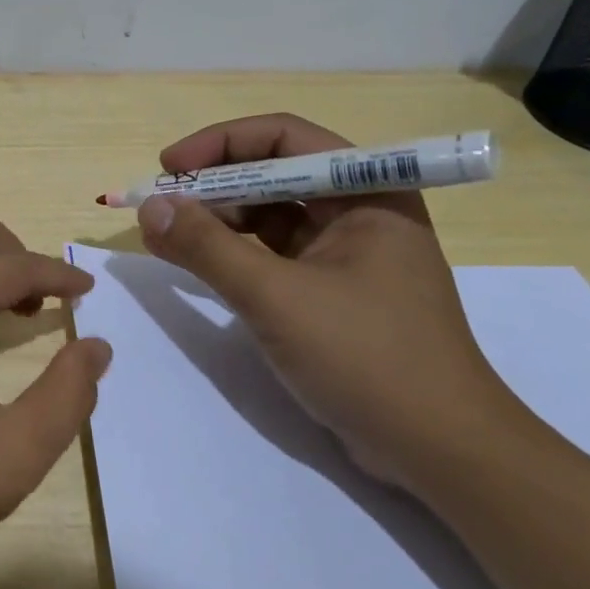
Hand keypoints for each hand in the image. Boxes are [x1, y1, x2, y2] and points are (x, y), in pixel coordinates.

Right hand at [136, 114, 522, 491]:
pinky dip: (233, 255)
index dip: (220, 144)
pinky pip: (273, 255)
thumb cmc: (367, 358)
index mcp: (367, 192)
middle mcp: (360, 211)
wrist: (439, 450)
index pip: (285, 138)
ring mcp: (347, 254)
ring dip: (218, 221)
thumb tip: (150, 207)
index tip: (169, 167)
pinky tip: (198, 264)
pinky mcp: (332, 292)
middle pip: (274, 174)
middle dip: (213, 186)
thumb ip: (208, 247)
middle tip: (160, 208)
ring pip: (270, 216)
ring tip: (167, 237)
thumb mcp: (276, 297)